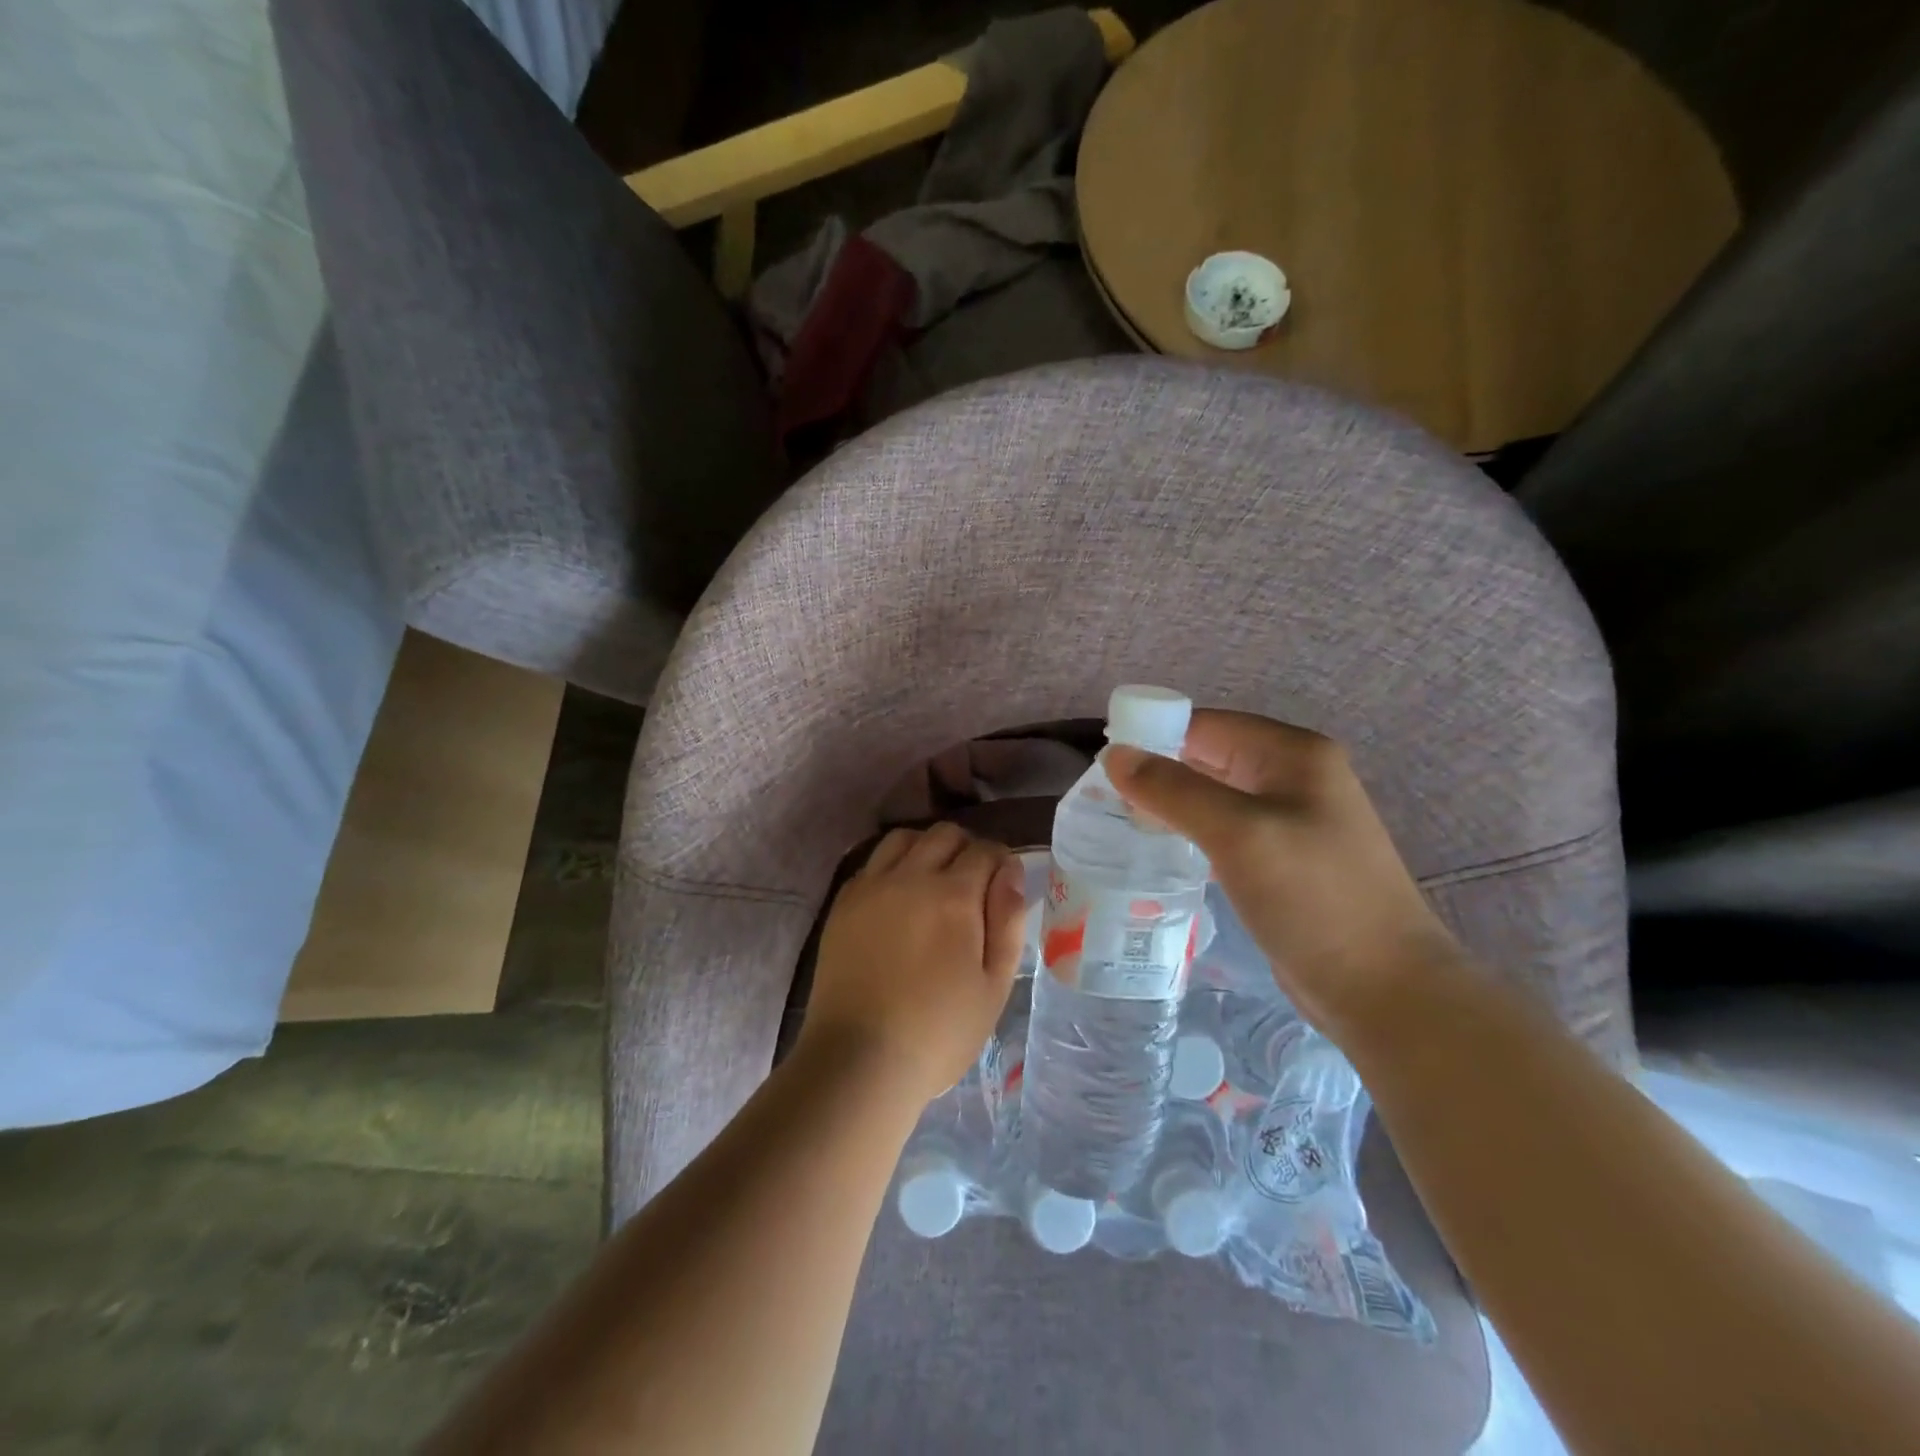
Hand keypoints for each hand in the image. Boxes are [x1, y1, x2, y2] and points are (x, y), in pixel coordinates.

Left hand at [802, 824, 1026, 1106]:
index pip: (985, 850)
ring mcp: (871, 886)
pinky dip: (892, 866)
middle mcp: (910, 877)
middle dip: (967, 849)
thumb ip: (1008, 922)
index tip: (1003, 885)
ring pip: (904, 838)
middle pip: (944, 834)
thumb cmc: (938, 1032)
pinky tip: (898, 897)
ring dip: (926, 849)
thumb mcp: (994, 986)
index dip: (1001, 861)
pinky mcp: (843, 903)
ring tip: (933, 882)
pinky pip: (873, 862)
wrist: (859, 1059)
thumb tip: (1011, 873)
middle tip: (972, 885)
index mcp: (953, 896)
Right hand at [1105, 711, 1461, 1041]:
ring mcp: (1291, 819)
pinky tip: (1162, 850)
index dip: (1153, 737)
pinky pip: (1225, 829)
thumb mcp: (1237, 834)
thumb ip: (1173, 789)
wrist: (1383, 989)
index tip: (1102, 765)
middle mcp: (1294, 776)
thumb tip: (1115, 754)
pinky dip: (1191, 832)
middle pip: (1210, 756)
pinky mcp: (1283, 858)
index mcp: (1293, 754)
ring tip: (1121, 822)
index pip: (1206, 725)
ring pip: (1214, 795)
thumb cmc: (1313, 898)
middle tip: (1104, 798)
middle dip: (1159, 772)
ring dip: (1171, 804)